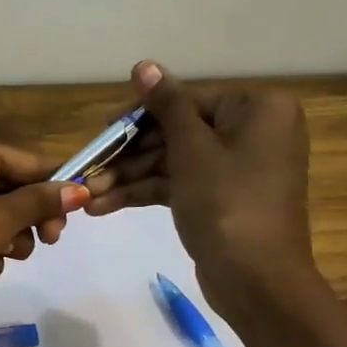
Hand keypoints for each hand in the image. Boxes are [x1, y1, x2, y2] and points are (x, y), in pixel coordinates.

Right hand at [83, 60, 317, 318]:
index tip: (101, 132)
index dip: (139, 117)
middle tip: (89, 170)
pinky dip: (146, 194)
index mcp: (257, 110)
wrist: (257, 282)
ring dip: (130, 178)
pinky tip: (105, 206)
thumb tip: (144, 65)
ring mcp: (236, 168)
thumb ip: (166, 105)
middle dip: (130, 155)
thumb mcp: (192, 150)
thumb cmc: (228, 205)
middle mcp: (252, 132)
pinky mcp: (222, 198)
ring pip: (174, 162)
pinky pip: (180, 185)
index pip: (187, 101)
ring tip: (89, 196)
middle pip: (177, 132)